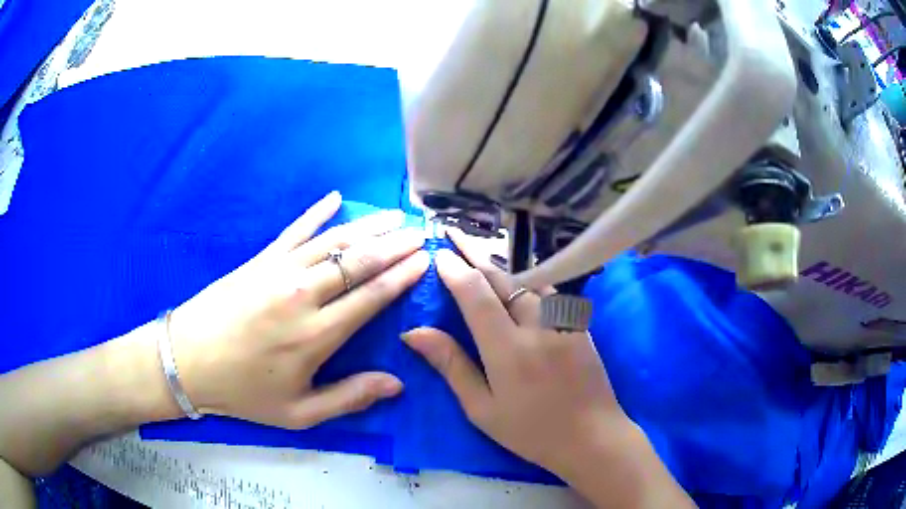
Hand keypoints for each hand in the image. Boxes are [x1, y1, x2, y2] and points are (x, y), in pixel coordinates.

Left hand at [168, 191, 429, 428]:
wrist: (188, 360)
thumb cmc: (244, 392)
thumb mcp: (298, 413)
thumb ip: (349, 398)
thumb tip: (396, 384)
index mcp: (316, 335)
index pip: (371, 296)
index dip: (402, 276)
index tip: (425, 259)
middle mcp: (303, 295)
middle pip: (359, 262)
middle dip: (394, 245)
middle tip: (420, 232)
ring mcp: (279, 271)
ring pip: (333, 241)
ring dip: (368, 227)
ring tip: (394, 216)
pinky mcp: (260, 260)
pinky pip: (294, 230)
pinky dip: (316, 213)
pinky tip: (334, 198)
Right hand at [401, 229, 630, 477]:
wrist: (592, 437)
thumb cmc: (531, 432)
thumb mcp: (482, 409)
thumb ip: (451, 365)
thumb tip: (414, 332)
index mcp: (508, 350)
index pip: (476, 295)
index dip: (455, 270)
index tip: (438, 253)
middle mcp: (537, 326)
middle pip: (501, 278)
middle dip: (473, 253)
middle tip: (452, 234)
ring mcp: (563, 321)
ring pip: (527, 278)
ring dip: (500, 262)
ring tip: (478, 249)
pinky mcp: (578, 323)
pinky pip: (548, 290)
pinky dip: (527, 277)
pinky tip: (517, 277)